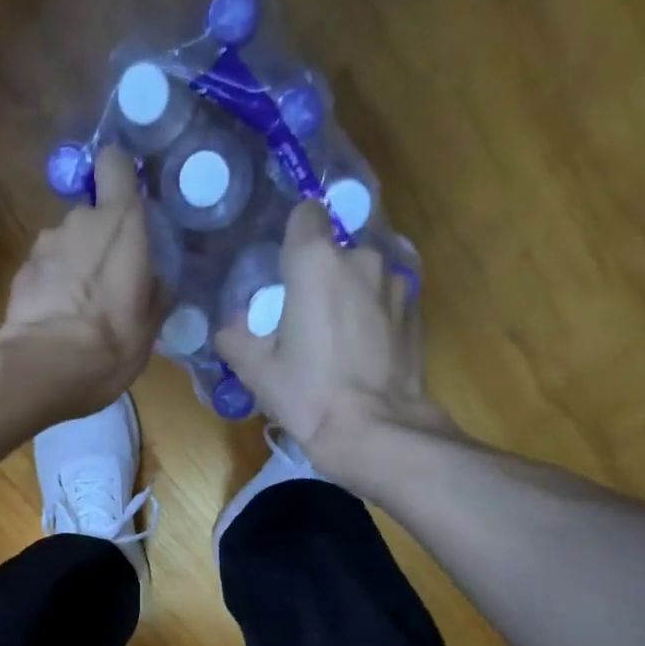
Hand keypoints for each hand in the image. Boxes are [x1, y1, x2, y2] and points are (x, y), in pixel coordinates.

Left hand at [0, 146, 159, 414]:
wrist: (45, 368)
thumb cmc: (111, 343)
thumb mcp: (150, 325)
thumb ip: (154, 291)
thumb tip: (155, 281)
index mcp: (121, 222)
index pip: (115, 163)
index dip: (119, 176)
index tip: (126, 200)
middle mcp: (79, 220)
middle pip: (90, 214)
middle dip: (98, 240)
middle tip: (108, 282)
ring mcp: (44, 244)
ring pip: (65, 243)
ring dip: (72, 265)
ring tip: (79, 307)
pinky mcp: (20, 272)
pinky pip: (43, 270)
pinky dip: (50, 286)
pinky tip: (55, 319)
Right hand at [216, 201, 455, 479]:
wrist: (375, 431)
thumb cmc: (309, 396)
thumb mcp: (256, 372)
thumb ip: (235, 338)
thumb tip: (230, 327)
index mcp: (316, 262)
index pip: (305, 214)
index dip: (292, 238)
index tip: (283, 270)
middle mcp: (360, 259)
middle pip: (334, 252)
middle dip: (319, 276)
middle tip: (303, 319)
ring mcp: (395, 283)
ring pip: (363, 275)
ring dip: (349, 295)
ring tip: (336, 339)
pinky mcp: (415, 311)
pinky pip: (385, 300)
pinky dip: (373, 315)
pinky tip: (363, 352)